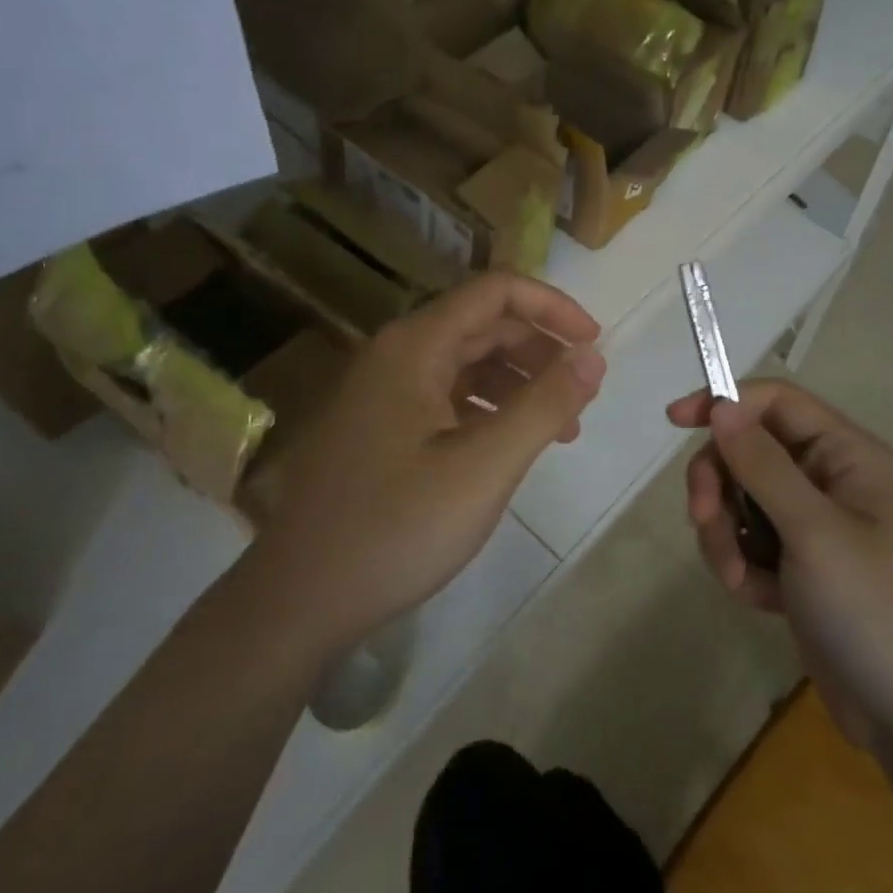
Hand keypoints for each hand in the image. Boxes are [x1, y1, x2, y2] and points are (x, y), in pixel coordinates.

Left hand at [254, 273, 604, 656]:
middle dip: (540, 351)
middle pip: (483, 325)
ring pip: (466, 363)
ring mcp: (383, 391)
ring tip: (560, 428)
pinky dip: (488, 409)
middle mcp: (396, 354)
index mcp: (415, 346)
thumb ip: (545, 405)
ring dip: (518, 383)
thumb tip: (592, 356)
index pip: (496, 291)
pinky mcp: (380, 426)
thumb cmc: (397, 528)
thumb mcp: (485, 467)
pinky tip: (510, 446)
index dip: (552, 307)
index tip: (593, 344)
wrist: (299, 601)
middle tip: (583, 394)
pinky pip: (446, 396)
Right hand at [668, 380, 892, 741]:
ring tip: (740, 581)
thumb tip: (721, 405)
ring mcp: (812, 524)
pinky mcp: (797, 564)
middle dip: (719, 485)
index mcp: (845, 454)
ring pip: (740, 498)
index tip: (676, 423)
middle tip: (704, 522)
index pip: (774, 401)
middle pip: (747, 450)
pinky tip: (761, 601)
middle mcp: (827, 479)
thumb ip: (762, 465)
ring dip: (726, 535)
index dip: (725, 403)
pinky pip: (748, 540)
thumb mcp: (813, 532)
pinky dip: (742, 565)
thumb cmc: (874, 611)